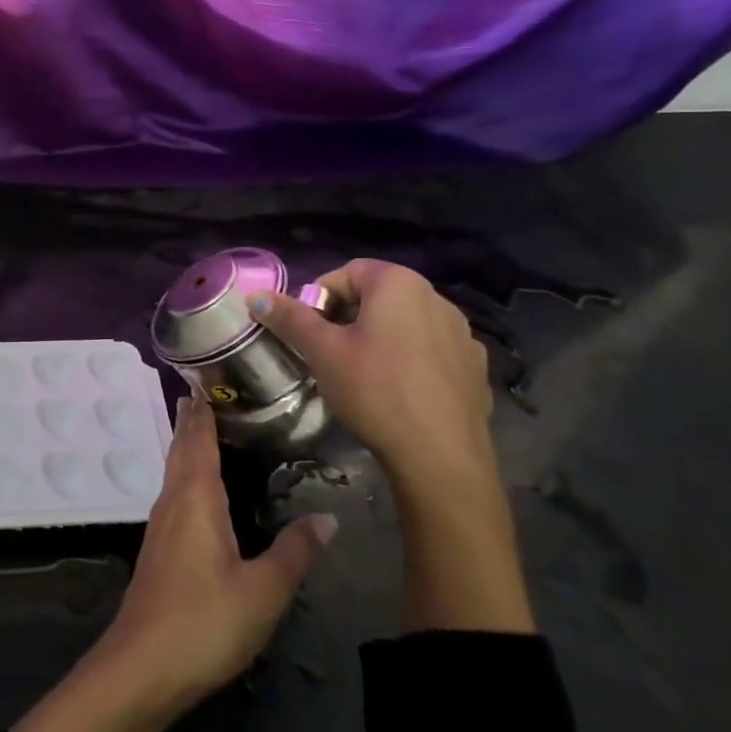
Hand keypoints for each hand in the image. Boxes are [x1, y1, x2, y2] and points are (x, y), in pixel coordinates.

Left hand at [11, 397, 333, 731]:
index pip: (199, 437)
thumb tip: (328, 517)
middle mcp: (173, 499)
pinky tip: (200, 487)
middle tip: (211, 391)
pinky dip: (187, 472)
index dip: (204, 407)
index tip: (207, 375)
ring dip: (188, 443)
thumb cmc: (204, 621)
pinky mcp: (159, 546)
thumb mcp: (262, 592)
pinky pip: (175, 491)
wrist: (142, 666)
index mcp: (196, 496)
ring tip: (207, 426)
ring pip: (175, 468)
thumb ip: (294, 552)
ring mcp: (161, 523)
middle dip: (194, 418)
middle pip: (182, 446)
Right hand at [248, 258, 493, 490]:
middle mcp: (436, 298)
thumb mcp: (322, 352)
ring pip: (405, 323)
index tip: (308, 331)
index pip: (345, 273)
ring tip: (362, 374)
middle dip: (347, 317)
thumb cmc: (375, 391)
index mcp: (399, 284)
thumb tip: (255, 296)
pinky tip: (399, 391)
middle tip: (329, 352)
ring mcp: (462, 333)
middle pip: (377, 296)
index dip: (319, 298)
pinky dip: (410, 360)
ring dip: (380, 337)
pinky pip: (431, 350)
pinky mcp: (475, 367)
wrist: (441, 458)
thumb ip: (290, 318)